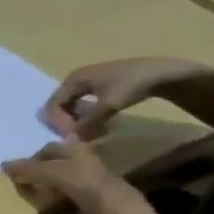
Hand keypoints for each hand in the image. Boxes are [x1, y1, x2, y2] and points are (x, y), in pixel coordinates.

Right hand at [1, 139, 132, 213]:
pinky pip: (71, 190)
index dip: (31, 158)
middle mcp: (83, 158)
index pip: (48, 148)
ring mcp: (90, 177)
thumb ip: (28, 169)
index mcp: (75, 148)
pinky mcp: (94, 194)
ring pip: (65, 175)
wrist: (113, 207)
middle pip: (57, 160)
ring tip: (36, 193)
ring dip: (50, 182)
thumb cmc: (81, 182)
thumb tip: (3, 165)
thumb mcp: (50, 172)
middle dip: (42, 168)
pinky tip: (52, 203)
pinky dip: (59, 194)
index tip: (17, 171)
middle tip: (25, 181)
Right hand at [40, 56, 207, 139]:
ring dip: (78, 124)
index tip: (73, 137)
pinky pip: (83, 108)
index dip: (58, 124)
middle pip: (60, 108)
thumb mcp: (108, 105)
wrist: (162, 72)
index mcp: (72, 80)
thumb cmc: (132, 84)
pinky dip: (88, 119)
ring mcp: (87, 84)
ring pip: (72, 110)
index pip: (52, 106)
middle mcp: (75, 80)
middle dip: (67, 125)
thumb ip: (87, 124)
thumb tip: (69, 140)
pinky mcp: (99, 89)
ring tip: (93, 133)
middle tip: (82, 138)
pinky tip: (101, 126)